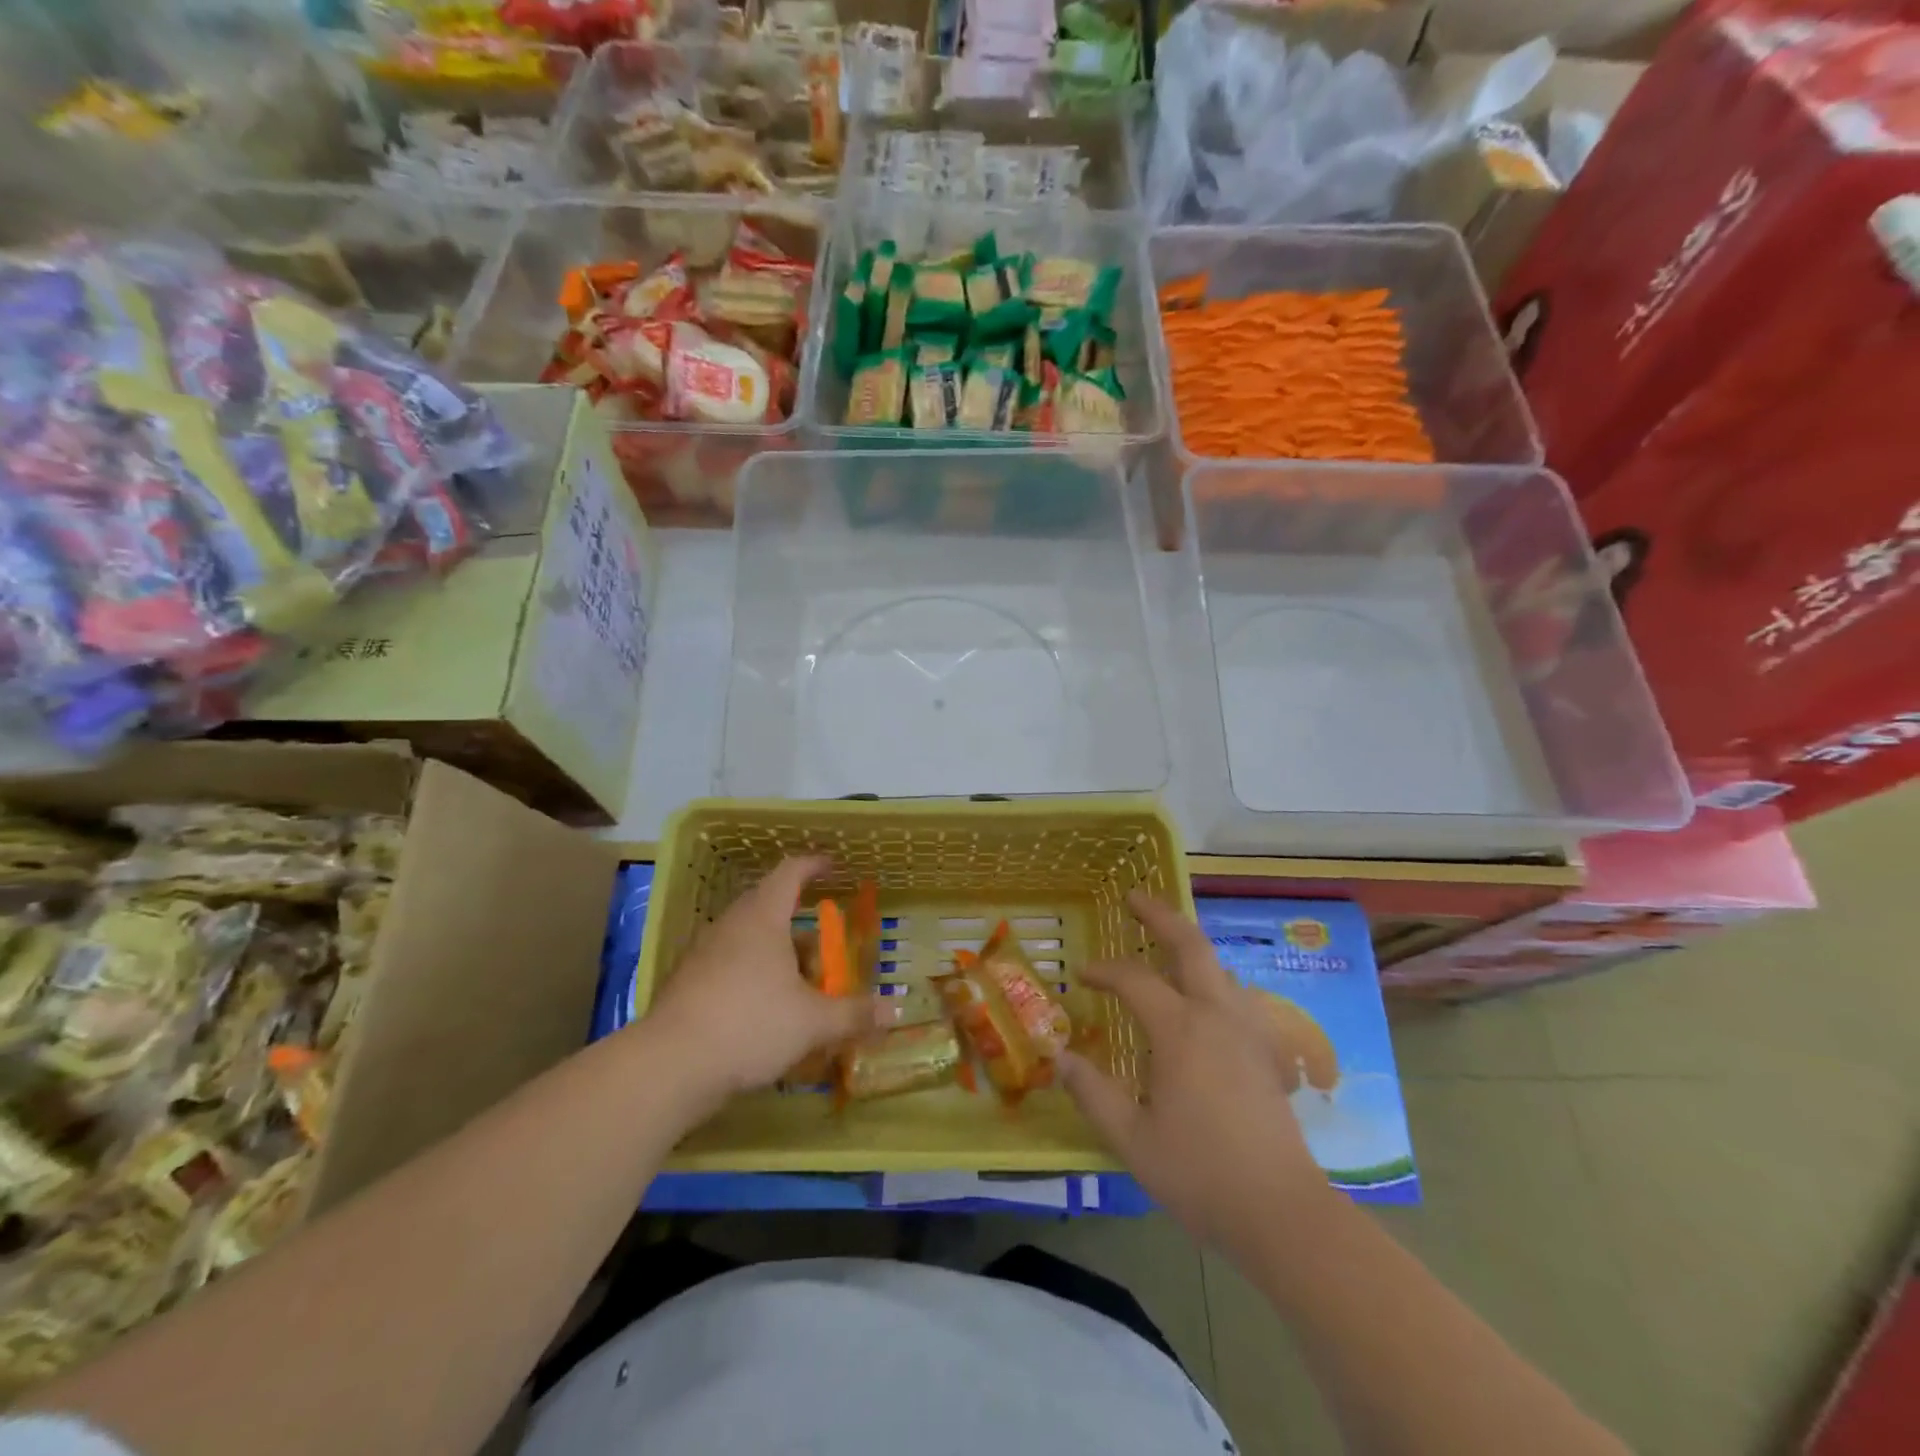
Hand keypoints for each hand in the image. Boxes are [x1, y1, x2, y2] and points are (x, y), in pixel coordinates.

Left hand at [642, 856, 873, 1109]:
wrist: (668, 1067)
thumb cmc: (750, 1025)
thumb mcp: (812, 1022)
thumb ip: (854, 1013)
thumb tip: (896, 1009)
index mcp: (762, 918)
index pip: (790, 873)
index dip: (814, 865)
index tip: (834, 866)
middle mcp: (731, 926)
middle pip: (768, 906)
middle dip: (800, 920)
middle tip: (826, 939)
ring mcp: (704, 954)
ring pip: (748, 939)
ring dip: (777, 951)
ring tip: (801, 980)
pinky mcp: (688, 984)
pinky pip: (729, 964)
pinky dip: (753, 974)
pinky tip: (765, 1008)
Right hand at [1059, 892, 1333, 1254]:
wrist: (1282, 1211)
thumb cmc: (1200, 1174)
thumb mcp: (1132, 1139)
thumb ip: (1093, 1094)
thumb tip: (1059, 1059)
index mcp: (1180, 1030)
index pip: (1134, 980)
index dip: (1104, 971)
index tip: (1082, 975)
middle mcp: (1216, 1016)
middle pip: (1191, 946)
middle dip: (1161, 916)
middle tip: (1135, 899)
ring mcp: (1248, 1032)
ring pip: (1220, 968)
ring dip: (1191, 947)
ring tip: (1167, 947)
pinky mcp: (1267, 1053)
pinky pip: (1238, 997)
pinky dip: (1215, 981)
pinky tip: (1208, 1003)